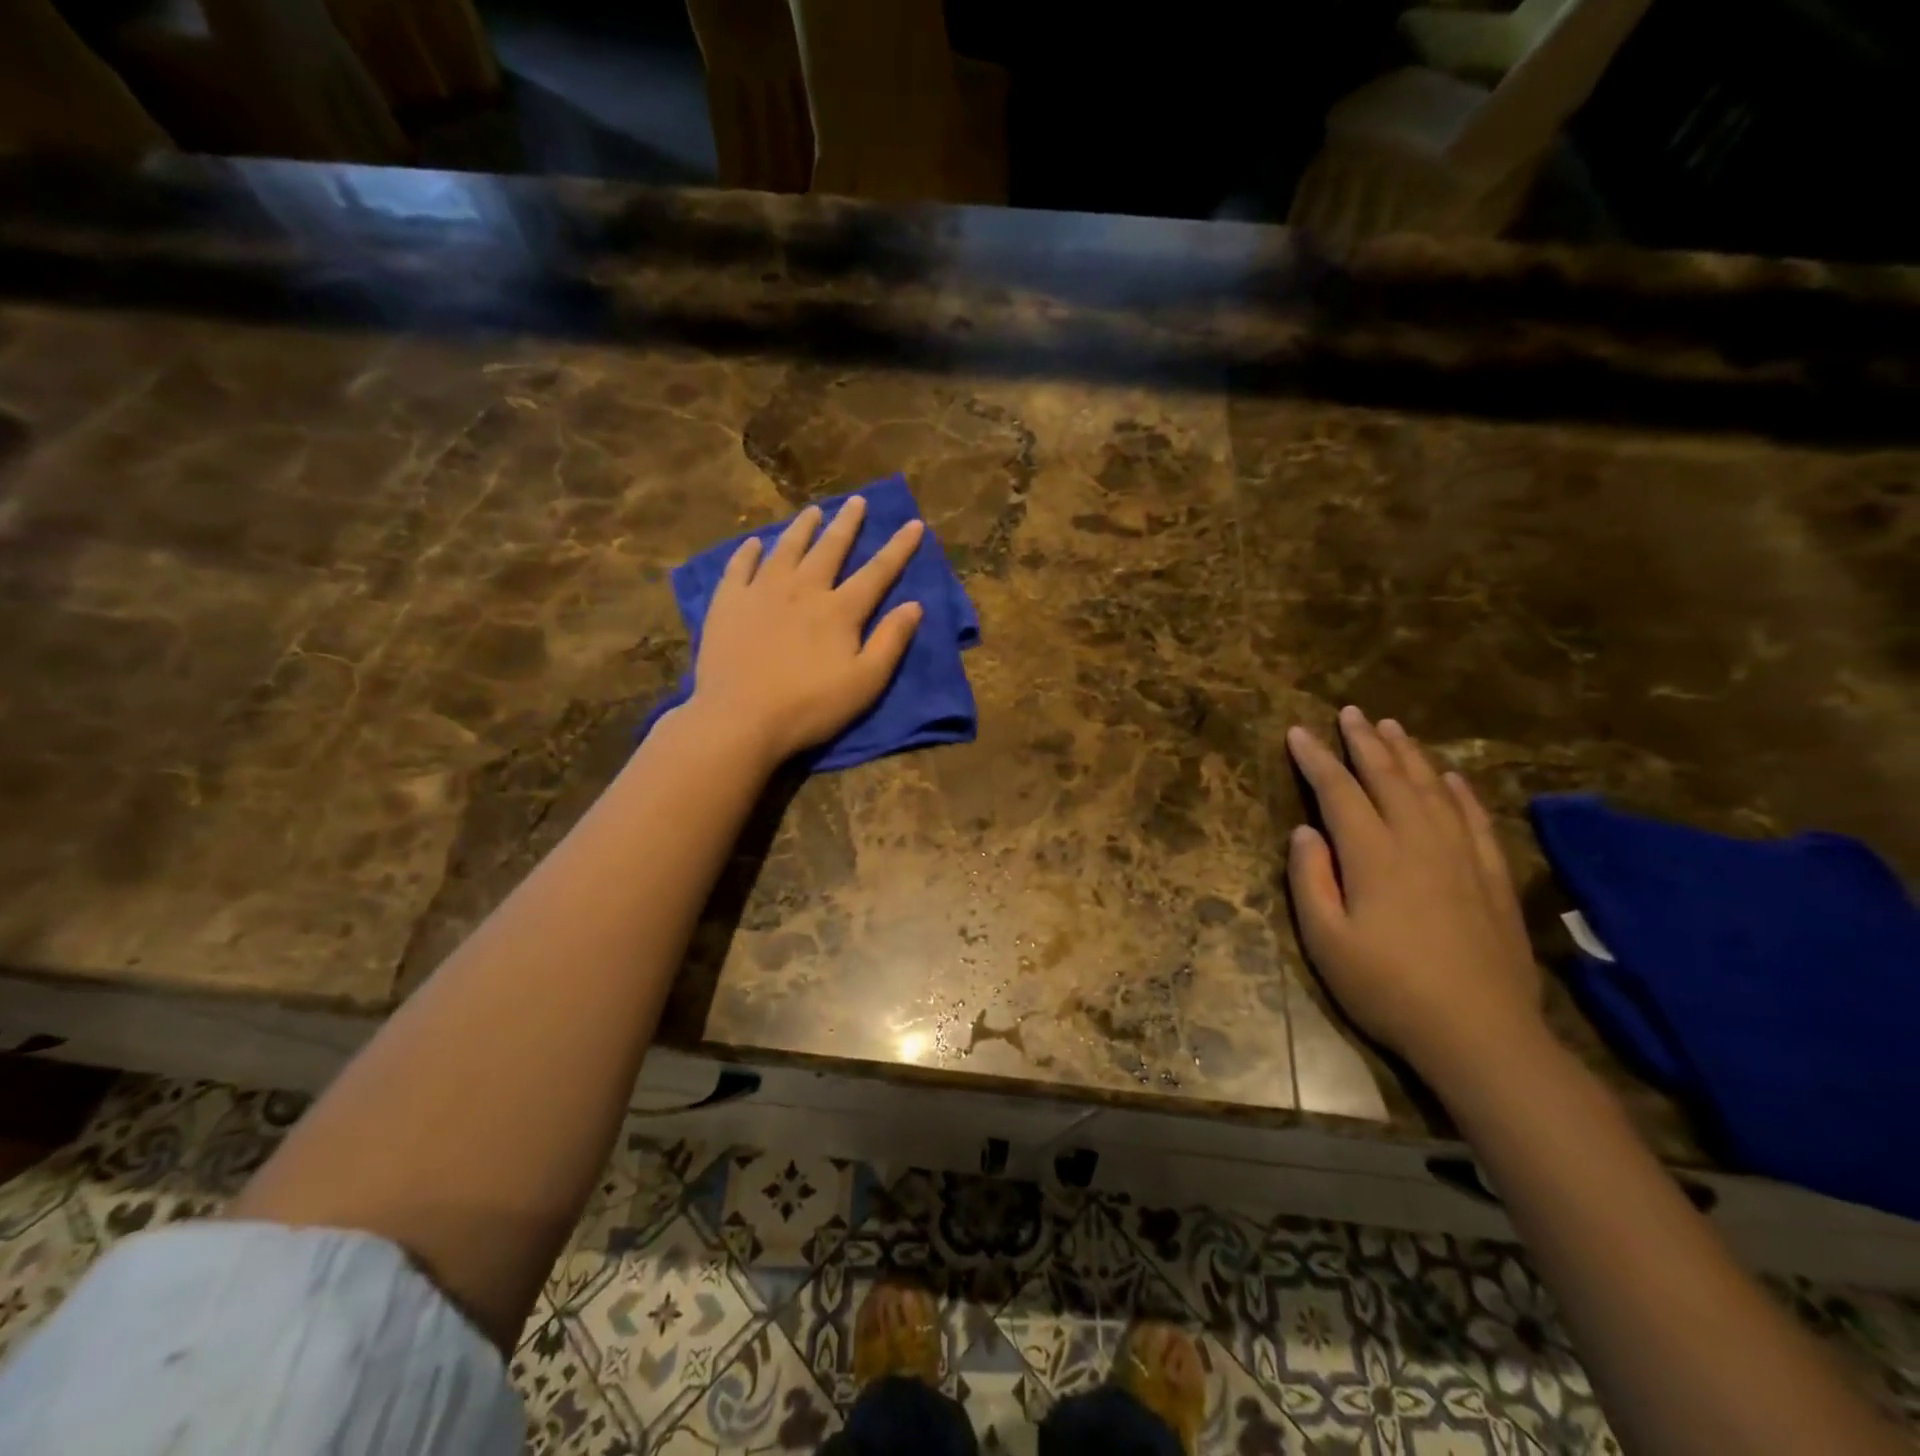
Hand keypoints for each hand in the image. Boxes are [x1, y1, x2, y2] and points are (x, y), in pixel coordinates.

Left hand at [689, 496, 924, 766]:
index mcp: (840, 610)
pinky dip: (749, 551)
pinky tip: (754, 543)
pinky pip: (740, 567)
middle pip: (830, 548)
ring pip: (786, 548)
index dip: (899, 547)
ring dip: (802, 528)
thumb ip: (891, 642)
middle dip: (848, 524)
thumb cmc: (810, 707)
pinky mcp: (728, 603)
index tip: (914, 523)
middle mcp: (803, 589)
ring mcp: (762, 592)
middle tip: (857, 500)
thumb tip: (914, 605)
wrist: (740, 719)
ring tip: (813, 511)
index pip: (877, 572)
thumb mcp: (865, 682)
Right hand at [1286, 707, 1543, 1086]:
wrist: (1480, 1033)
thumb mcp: (1325, 941)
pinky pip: (1475, 819)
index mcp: (1372, 855)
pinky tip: (1451, 775)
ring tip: (1392, 727)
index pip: (1338, 792)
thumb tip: (1305, 832)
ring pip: (1433, 789)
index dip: (1316, 759)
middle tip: (1350, 712)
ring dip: (1410, 754)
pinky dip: (1461, 791)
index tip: (1298, 732)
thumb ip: (1309, 880)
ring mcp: (1461, 857)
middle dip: (1364, 742)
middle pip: (1388, 778)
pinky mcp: (1491, 877)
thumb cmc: (1387, 988)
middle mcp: (1418, 842)